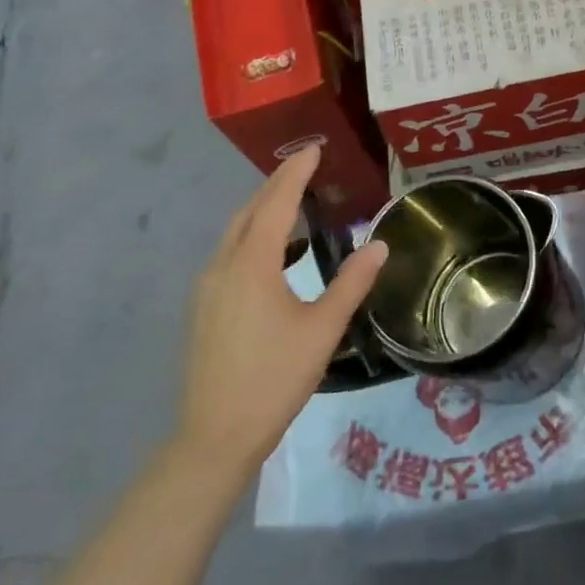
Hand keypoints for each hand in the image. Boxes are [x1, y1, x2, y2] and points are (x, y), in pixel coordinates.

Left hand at [173, 146, 387, 484]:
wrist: (216, 435)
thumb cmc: (275, 378)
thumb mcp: (323, 329)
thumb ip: (352, 282)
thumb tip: (380, 244)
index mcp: (251, 265)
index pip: (276, 203)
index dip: (296, 173)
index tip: (314, 148)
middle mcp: (222, 266)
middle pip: (250, 211)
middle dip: (277, 185)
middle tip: (308, 167)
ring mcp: (207, 287)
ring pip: (235, 233)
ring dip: (264, 211)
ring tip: (297, 204)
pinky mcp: (204, 307)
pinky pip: (230, 254)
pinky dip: (254, 237)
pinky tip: (279, 255)